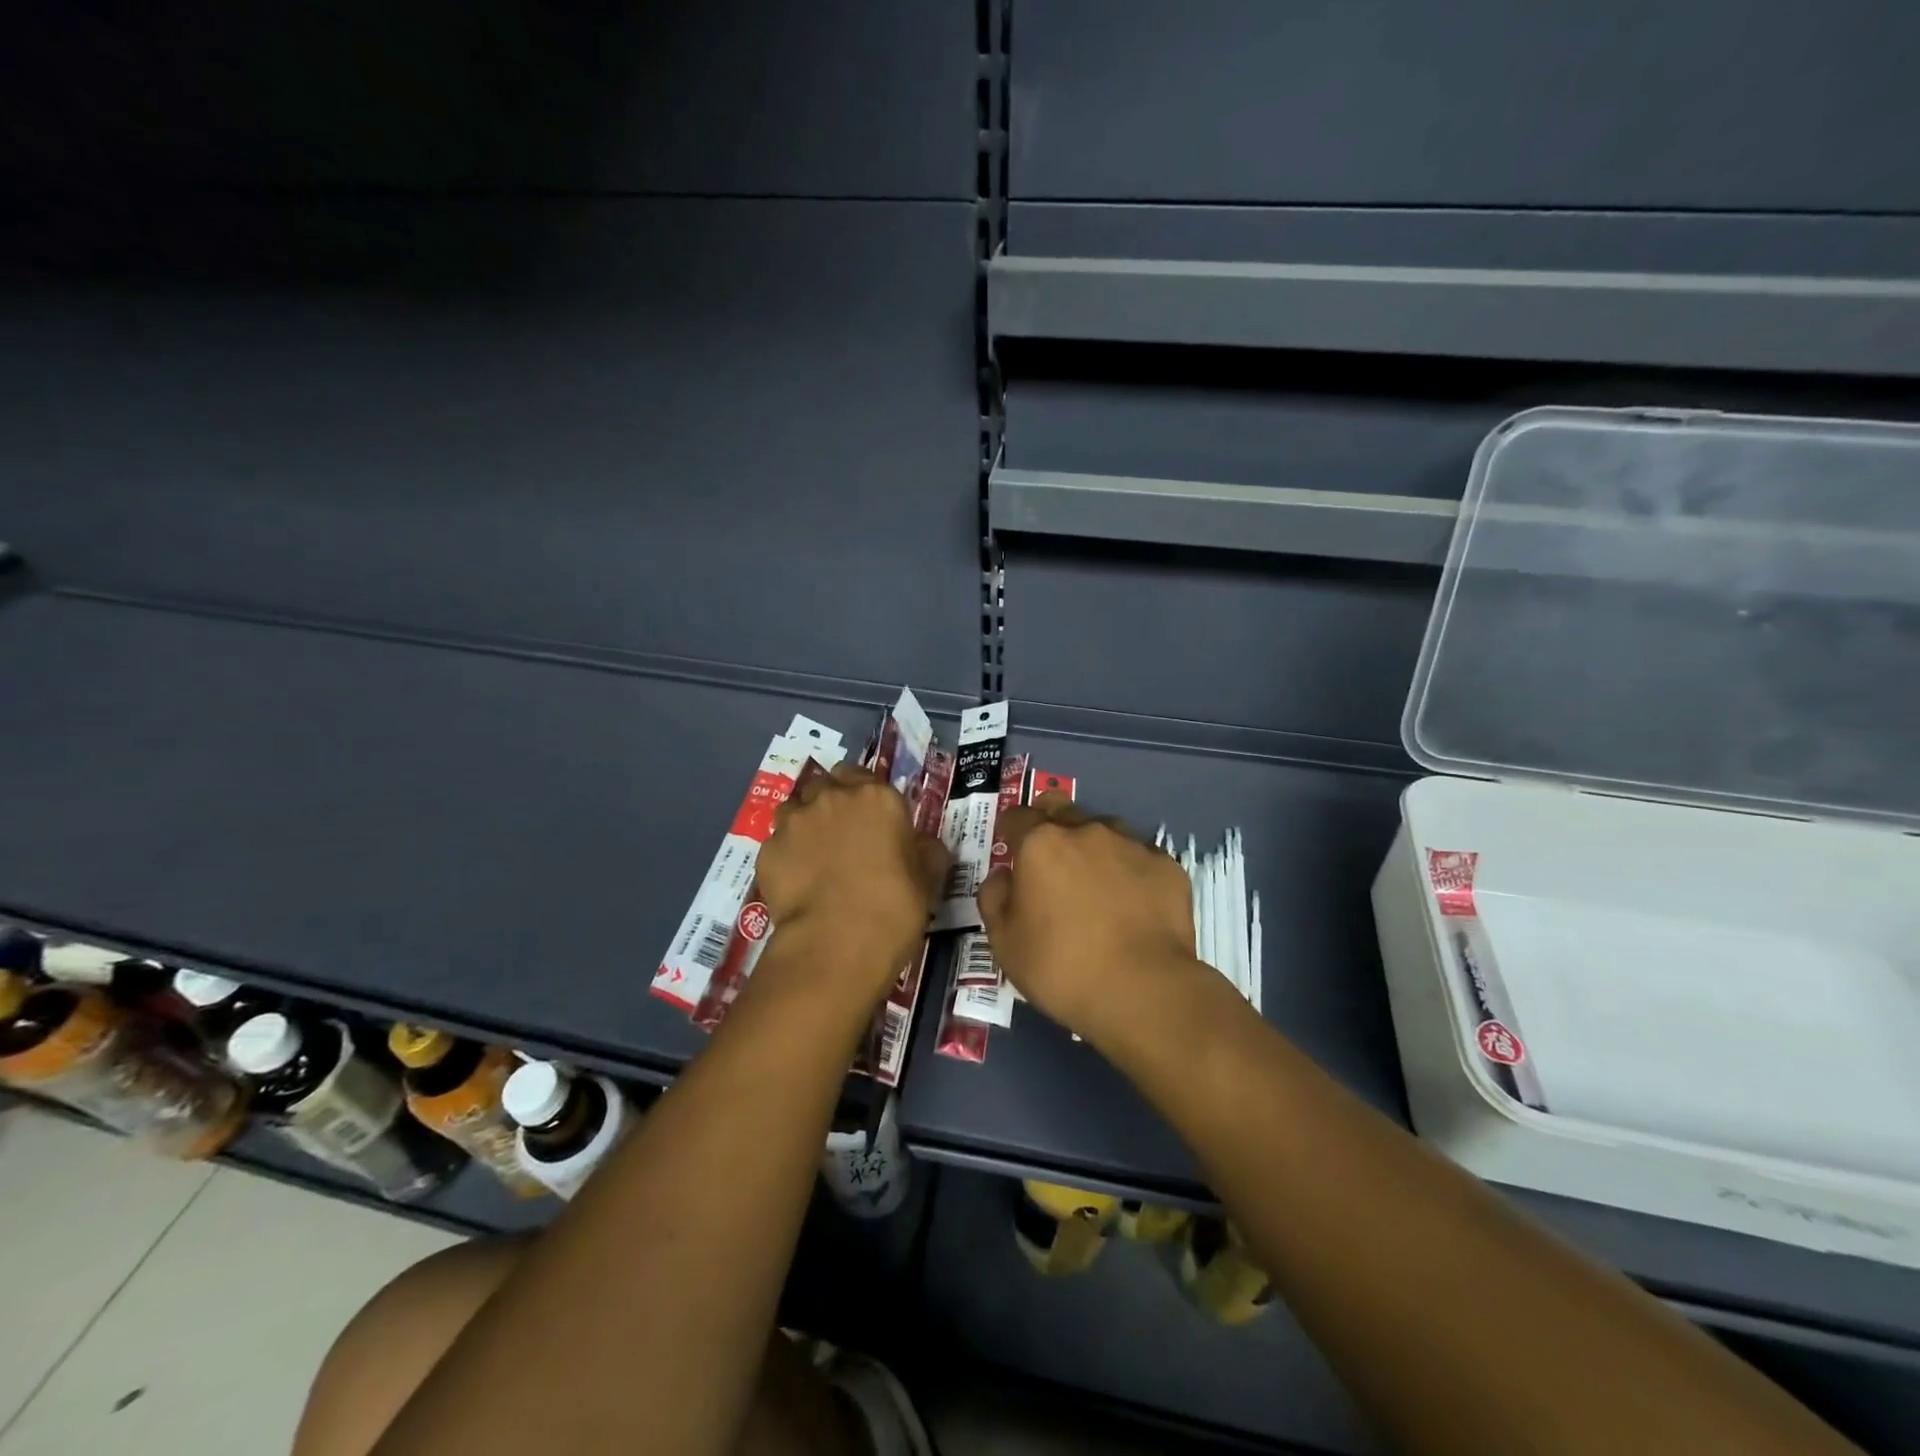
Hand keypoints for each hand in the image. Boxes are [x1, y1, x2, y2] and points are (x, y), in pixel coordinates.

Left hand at [756, 763, 950, 1004]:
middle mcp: (832, 798)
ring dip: (804, 824)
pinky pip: (777, 844)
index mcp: (876, 797)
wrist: (838, 943)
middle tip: (842, 836)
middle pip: (825, 785)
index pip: (863, 775)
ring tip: (813, 857)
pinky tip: (796, 882)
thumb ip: (926, 850)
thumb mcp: (928, 877)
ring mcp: (795, 822)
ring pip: (795, 809)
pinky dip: (786, 856)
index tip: (870, 819)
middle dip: (831, 803)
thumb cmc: (894, 906)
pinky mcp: (768, 850)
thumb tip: (922, 845)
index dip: (864, 795)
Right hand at [977, 793, 1205, 1047]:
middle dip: (1050, 823)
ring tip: (1096, 882)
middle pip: (1061, 808)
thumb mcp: (1004, 942)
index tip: (1009, 847)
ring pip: (1104, 828)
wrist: (1143, 990)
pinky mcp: (1167, 865)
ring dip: (1093, 846)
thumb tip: (1003, 876)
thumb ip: (994, 898)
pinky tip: (1133, 901)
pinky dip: (1130, 870)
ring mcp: (1131, 844)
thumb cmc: (1061, 966)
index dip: (1009, 829)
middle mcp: (1086, 831)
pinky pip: (1140, 856)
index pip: (1016, 816)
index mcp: (1041, 844)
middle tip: (1049, 856)